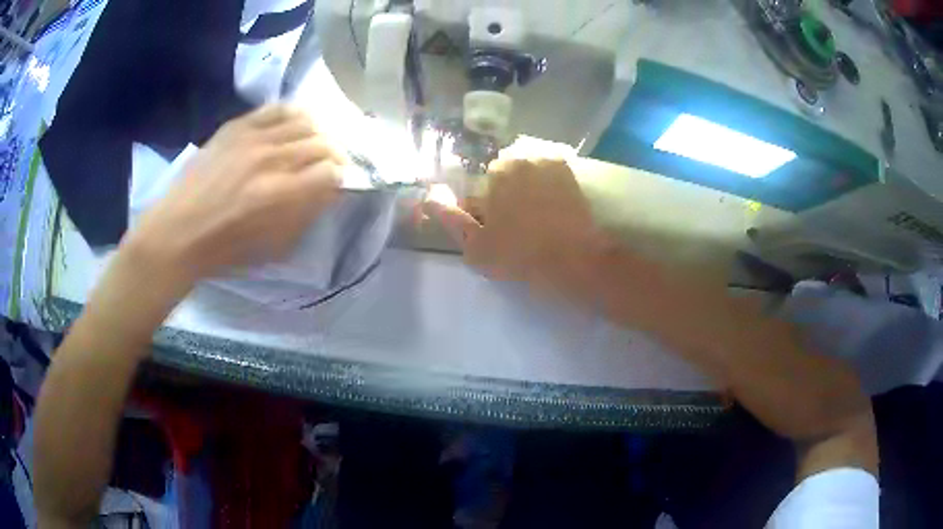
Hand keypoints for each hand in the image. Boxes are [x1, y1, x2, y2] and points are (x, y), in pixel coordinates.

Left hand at [125, 104, 345, 286]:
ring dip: (316, 135)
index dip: (339, 179)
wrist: (177, 231)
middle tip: (328, 166)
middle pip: (323, 143)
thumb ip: (306, 215)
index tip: (334, 185)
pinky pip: (275, 108)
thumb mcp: (274, 247)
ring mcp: (253, 138)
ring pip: (305, 121)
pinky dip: (292, 115)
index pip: (332, 172)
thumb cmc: (225, 250)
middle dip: (333, 156)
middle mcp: (272, 159)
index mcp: (282, 196)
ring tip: (311, 145)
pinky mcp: (236, 126)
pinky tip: (292, 126)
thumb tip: (327, 190)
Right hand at [427, 159, 603, 288]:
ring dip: (528, 190)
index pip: (482, 188)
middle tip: (517, 228)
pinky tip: (553, 211)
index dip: (485, 211)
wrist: (576, 261)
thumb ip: (451, 218)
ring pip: (529, 174)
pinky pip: (551, 174)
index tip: (496, 231)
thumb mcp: (477, 246)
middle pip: (506, 177)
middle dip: (507, 196)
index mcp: (498, 172)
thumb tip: (429, 196)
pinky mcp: (572, 174)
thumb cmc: (522, 255)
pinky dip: (549, 188)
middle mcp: (524, 157)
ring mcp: (552, 163)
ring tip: (538, 221)